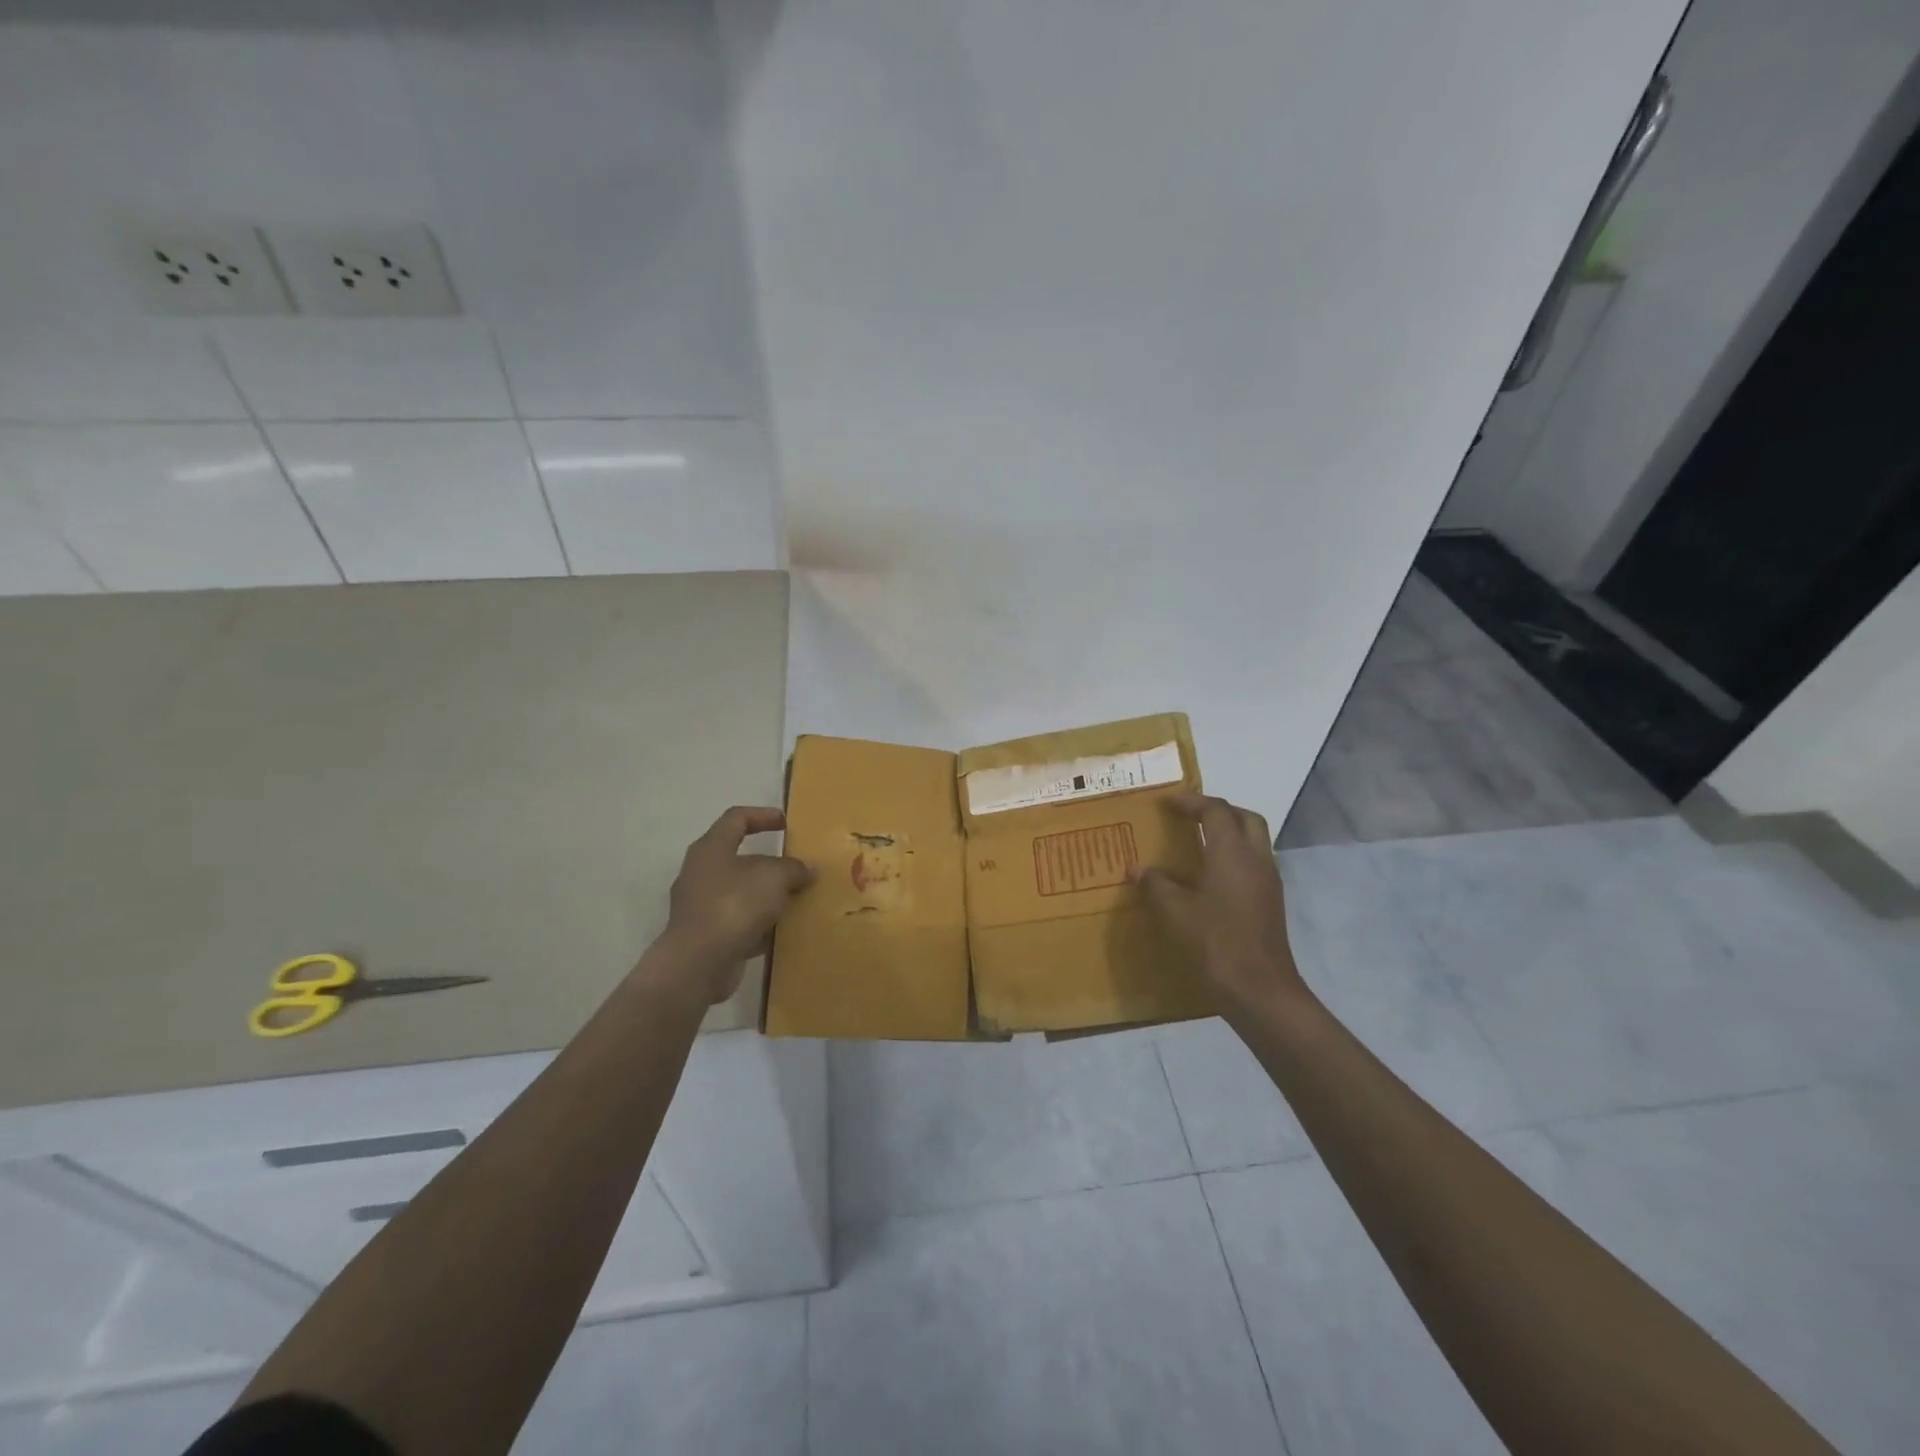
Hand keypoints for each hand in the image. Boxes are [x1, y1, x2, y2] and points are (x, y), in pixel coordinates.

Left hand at [653, 806, 813, 1003]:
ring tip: (796, 899)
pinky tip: (782, 930)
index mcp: (712, 848)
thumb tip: (807, 870)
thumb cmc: (735, 905)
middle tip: (797, 866)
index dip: (763, 815)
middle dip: (770, 862)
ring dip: (766, 894)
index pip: (737, 818)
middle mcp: (700, 872)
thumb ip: (794, 869)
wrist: (699, 962)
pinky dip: (759, 923)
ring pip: (740, 891)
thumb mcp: (775, 878)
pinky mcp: (705, 935)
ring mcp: (700, 905)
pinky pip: (738, 921)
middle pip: (738, 857)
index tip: (787, 823)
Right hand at [1133, 790, 1306, 1011]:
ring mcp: (1268, 882)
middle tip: (1189, 816)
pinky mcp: (1270, 903)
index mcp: (1232, 854)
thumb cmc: (1216, 944)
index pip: (1216, 811)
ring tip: (1197, 842)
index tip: (1167, 801)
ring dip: (1229, 832)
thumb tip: (1138, 868)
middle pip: (1244, 818)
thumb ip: (1156, 885)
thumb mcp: (1175, 913)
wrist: (1261, 991)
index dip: (1191, 801)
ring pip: (1254, 840)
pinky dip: (1234, 857)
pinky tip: (1210, 877)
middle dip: (1218, 810)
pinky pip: (1254, 863)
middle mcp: (1256, 860)